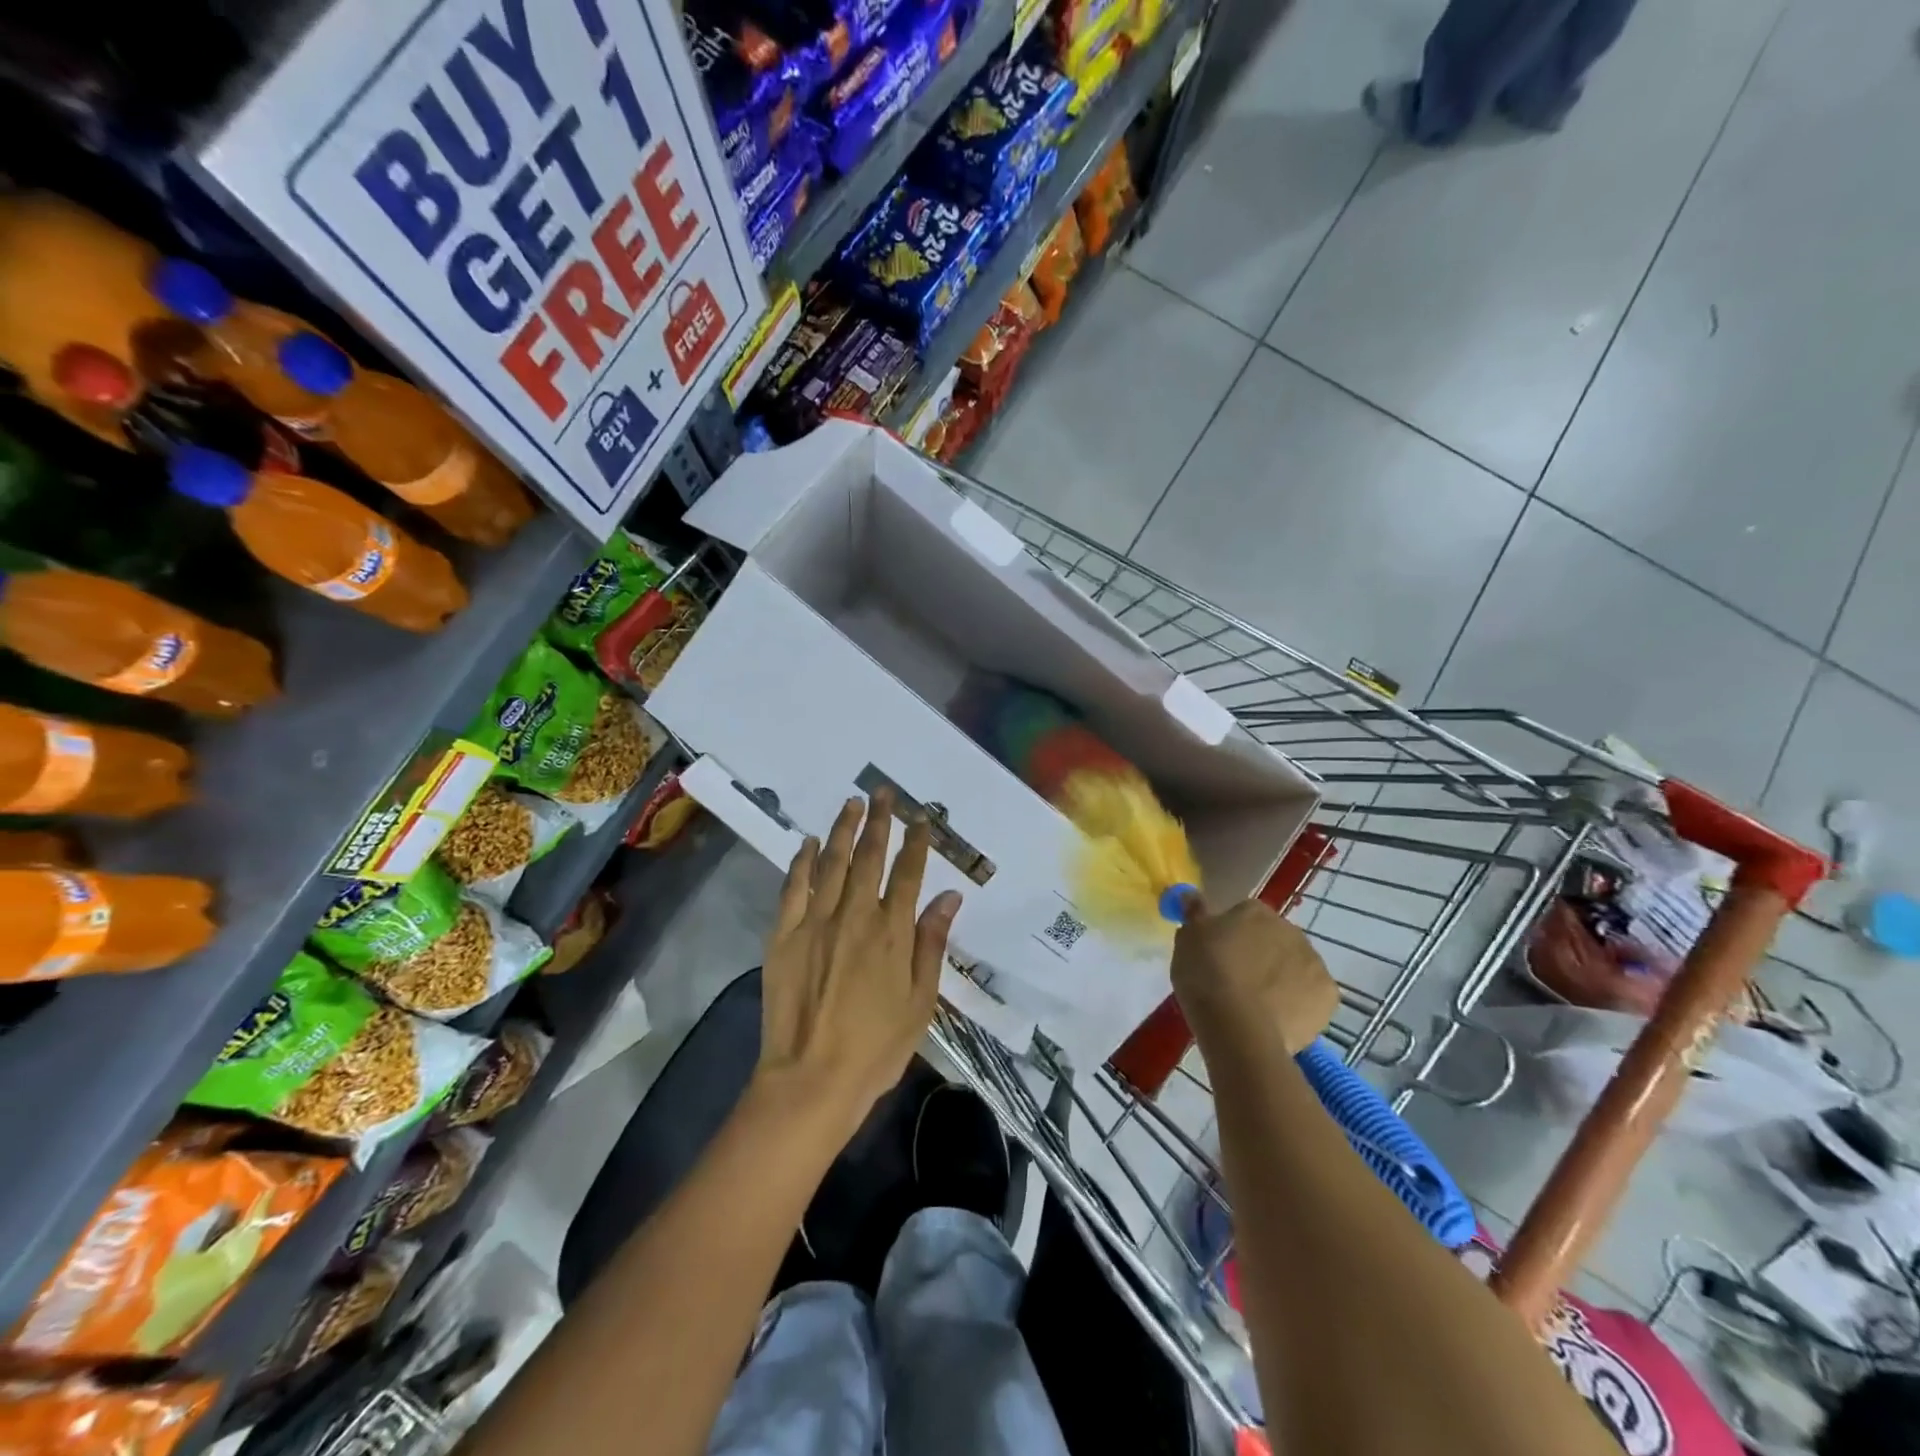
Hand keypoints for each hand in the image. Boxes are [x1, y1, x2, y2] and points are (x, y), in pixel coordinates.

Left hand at [756, 790, 961, 1132]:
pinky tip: (806, 842)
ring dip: (842, 830)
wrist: (811, 1079)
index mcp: (893, 932)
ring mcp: (816, 922)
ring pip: (831, 863)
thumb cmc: (876, 1047)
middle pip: (869, 857)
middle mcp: (855, 915)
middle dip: (879, 822)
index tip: (920, 818)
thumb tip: (949, 896)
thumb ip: (932, 944)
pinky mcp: (783, 936)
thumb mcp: (921, 1001)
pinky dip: (801, 862)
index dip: (916, 842)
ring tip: (851, 803)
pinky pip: (793, 888)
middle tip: (883, 793)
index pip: (908, 873)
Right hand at [1170, 896, 1337, 1055]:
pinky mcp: (1328, 997)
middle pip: (1273, 939)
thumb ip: (1193, 914)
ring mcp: (1314, 963)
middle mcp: (1290, 929)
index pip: (1243, 916)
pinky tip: (1277, 1019)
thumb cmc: (1206, 975)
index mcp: (1255, 911)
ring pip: (1295, 967)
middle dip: (1260, 955)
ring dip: (1281, 978)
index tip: (1217, 956)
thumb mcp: (1186, 939)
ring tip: (1255, 1005)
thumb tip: (1190, 895)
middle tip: (1235, 981)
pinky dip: (1298, 1004)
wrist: (1237, 1026)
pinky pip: (1310, 996)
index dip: (1230, 936)